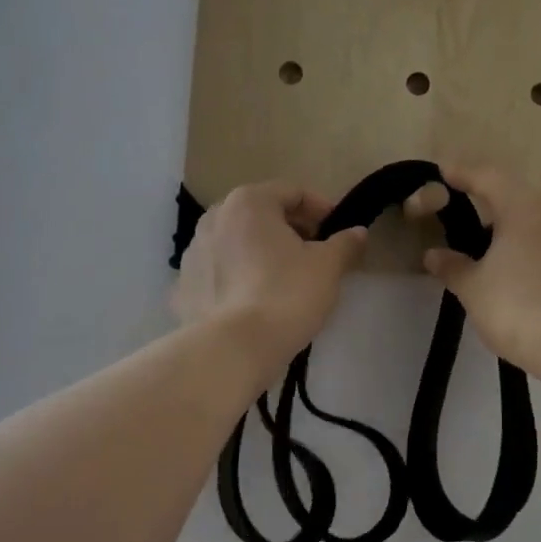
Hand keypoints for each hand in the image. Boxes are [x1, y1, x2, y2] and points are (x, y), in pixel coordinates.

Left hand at [172, 182, 367, 376]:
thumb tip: (357, 232)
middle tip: (316, 255)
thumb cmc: (286, 294)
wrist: (233, 349)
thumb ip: (345, 243)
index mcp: (248, 202)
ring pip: (237, 243)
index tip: (339, 232)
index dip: (321, 209)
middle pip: (261, 215)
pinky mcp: (183, 288)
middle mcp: (214, 218)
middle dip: (290, 230)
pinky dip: (238, 278)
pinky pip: (220, 273)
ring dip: (262, 253)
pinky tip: (255, 301)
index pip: (293, 192)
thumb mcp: (327, 267)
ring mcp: (193, 253)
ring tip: (285, 280)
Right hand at [421, 164, 540, 380]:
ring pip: (536, 220)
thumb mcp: (473, 288)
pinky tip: (515, 268)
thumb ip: (452, 266)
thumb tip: (434, 255)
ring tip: (485, 241)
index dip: (463, 173)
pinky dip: (528, 246)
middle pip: (515, 195)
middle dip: (487, 198)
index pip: (488, 177)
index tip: (442, 172)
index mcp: (523, 209)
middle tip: (460, 204)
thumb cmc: (517, 307)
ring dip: (510, 224)